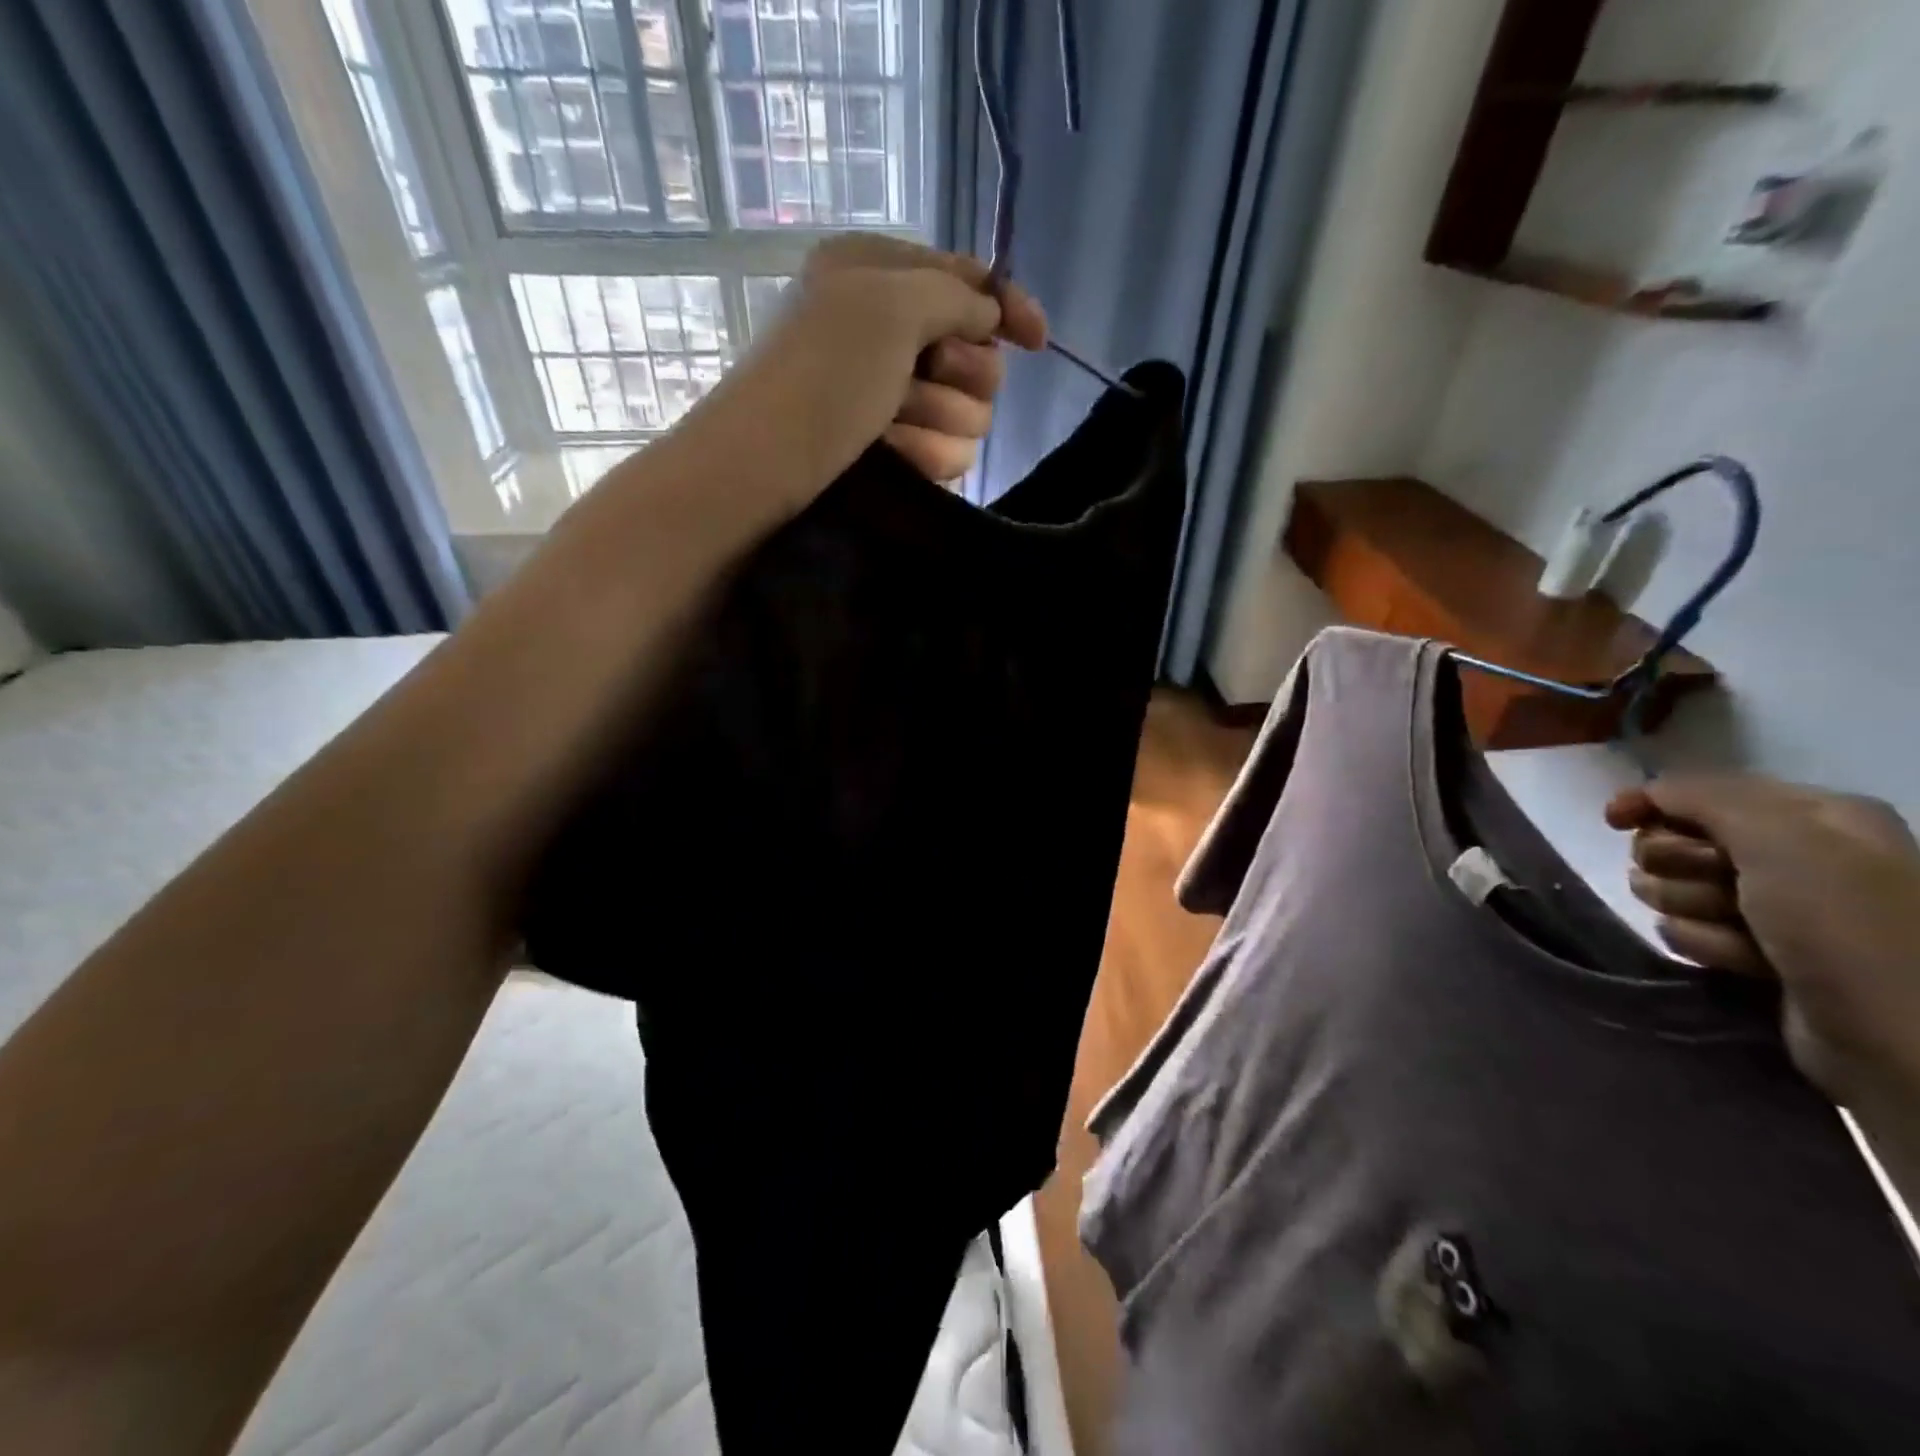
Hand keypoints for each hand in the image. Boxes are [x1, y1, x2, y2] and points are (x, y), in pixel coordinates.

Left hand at [736, 235, 1047, 493]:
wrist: (764, 473)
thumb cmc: (820, 376)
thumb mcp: (888, 305)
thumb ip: (955, 295)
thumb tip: (992, 313)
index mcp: (880, 275)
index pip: (969, 282)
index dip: (1008, 308)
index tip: (1036, 341)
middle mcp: (890, 333)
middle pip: (978, 355)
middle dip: (960, 374)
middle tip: (920, 380)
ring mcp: (893, 399)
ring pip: (970, 414)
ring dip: (937, 421)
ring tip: (889, 430)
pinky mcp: (896, 454)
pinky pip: (948, 454)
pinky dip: (924, 456)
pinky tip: (891, 458)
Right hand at [1606, 776, 1919, 1106]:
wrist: (1900, 1039)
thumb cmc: (1846, 925)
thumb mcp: (1781, 839)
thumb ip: (1704, 798)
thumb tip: (1646, 793)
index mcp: (1816, 815)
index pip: (1700, 791)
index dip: (1652, 802)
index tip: (1615, 820)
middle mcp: (1799, 853)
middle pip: (1678, 841)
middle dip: (1680, 866)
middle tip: (1720, 889)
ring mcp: (1778, 906)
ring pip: (1676, 888)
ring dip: (1693, 911)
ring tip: (1743, 936)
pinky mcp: (1759, 949)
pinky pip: (1691, 931)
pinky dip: (1708, 944)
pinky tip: (1747, 963)